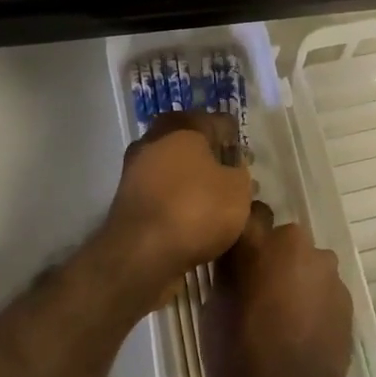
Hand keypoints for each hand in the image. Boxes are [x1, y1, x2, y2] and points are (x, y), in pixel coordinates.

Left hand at [102, 111, 253, 303]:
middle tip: (233, 178)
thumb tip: (232, 171)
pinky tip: (194, 219)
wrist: (141, 254)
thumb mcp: (238, 189)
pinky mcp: (128, 201)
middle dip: (212, 158)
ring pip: (175, 168)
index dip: (236, 139)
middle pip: (191, 143)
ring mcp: (136, 170)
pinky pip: (162, 193)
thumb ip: (240, 173)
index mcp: (182, 126)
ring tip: (216, 202)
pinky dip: (178, 201)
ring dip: (193, 180)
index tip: (247, 158)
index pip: (218, 122)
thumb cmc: (196, 209)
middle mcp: (154, 140)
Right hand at [205, 202, 355, 376]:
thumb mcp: (213, 312)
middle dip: (273, 257)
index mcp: (259, 242)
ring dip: (297, 279)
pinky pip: (324, 289)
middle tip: (258, 290)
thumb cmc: (239, 356)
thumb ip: (227, 275)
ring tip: (283, 316)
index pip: (251, 214)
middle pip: (283, 241)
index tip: (236, 250)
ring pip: (307, 265)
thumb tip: (233, 266)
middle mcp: (297, 244)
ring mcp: (327, 270)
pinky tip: (303, 331)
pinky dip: (314, 301)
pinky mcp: (347, 297)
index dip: (244, 231)